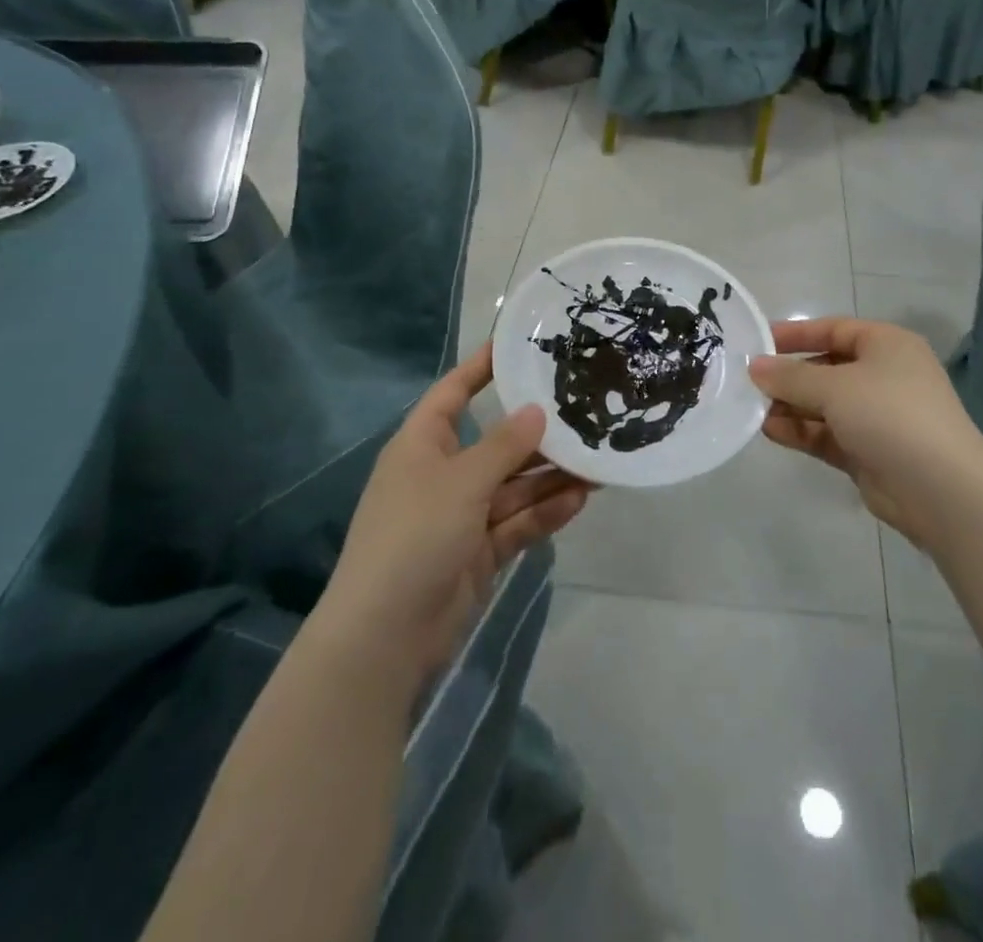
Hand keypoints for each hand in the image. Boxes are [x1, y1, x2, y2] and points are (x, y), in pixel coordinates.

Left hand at [318, 345, 588, 689]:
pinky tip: (580, 499)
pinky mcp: (477, 551)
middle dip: (538, 434)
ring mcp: (461, 515)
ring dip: (551, 476)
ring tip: (598, 461)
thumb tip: (537, 411)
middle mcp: (443, 474)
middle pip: (496, 443)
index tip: (518, 345)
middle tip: (585, 413)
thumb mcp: (462, 481)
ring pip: (514, 485)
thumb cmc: (414, 536)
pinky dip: (545, 512)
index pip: (453, 393)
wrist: (384, 636)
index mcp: (423, 445)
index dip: (481, 368)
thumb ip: (505, 445)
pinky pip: (517, 522)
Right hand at [749, 318, 982, 550]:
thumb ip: (790, 376)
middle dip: (788, 376)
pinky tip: (770, 432)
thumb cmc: (889, 415)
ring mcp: (877, 416)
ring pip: (824, 404)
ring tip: (751, 409)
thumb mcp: (834, 386)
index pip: (833, 329)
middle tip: (747, 381)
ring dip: (790, 406)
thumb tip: (755, 366)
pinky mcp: (869, 452)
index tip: (756, 341)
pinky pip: (827, 434)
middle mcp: (883, 376)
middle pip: (826, 368)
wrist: (941, 489)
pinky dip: (802, 432)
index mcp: (886, 345)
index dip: (794, 333)